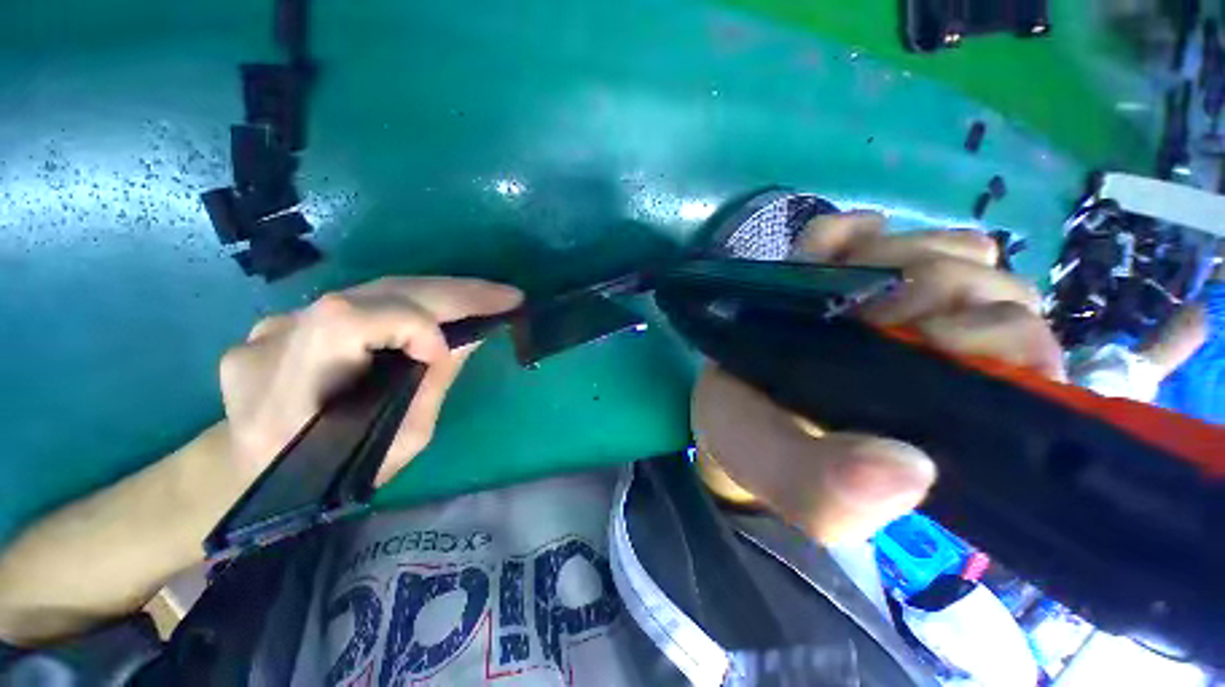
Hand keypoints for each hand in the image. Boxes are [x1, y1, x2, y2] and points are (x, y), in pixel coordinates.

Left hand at [219, 277, 522, 484]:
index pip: (346, 322)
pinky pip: (362, 300)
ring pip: (372, 290)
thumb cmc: (328, 476)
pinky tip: (439, 310)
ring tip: (485, 297)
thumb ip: (430, 387)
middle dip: (450, 293)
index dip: (408, 325)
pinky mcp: (287, 318)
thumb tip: (468, 337)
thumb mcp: (395, 444)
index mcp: (287, 395)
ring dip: (438, 293)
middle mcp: (272, 343)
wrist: (246, 468)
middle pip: (371, 293)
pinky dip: (410, 302)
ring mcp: (273, 324)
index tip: (447, 351)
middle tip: (505, 296)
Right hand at [692, 212, 1064, 543]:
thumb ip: (827, 495)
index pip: (1028, 359)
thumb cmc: (749, 442)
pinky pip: (871, 230)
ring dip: (889, 255)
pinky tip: (818, 252)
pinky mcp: (842, 277)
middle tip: (856, 316)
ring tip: (830, 287)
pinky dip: (847, 232)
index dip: (988, 336)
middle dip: (930, 287)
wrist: (714, 405)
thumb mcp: (781, 478)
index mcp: (944, 415)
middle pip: (994, 288)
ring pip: (947, 250)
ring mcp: (889, 306)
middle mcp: (935, 357)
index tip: (917, 340)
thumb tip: (909, 469)